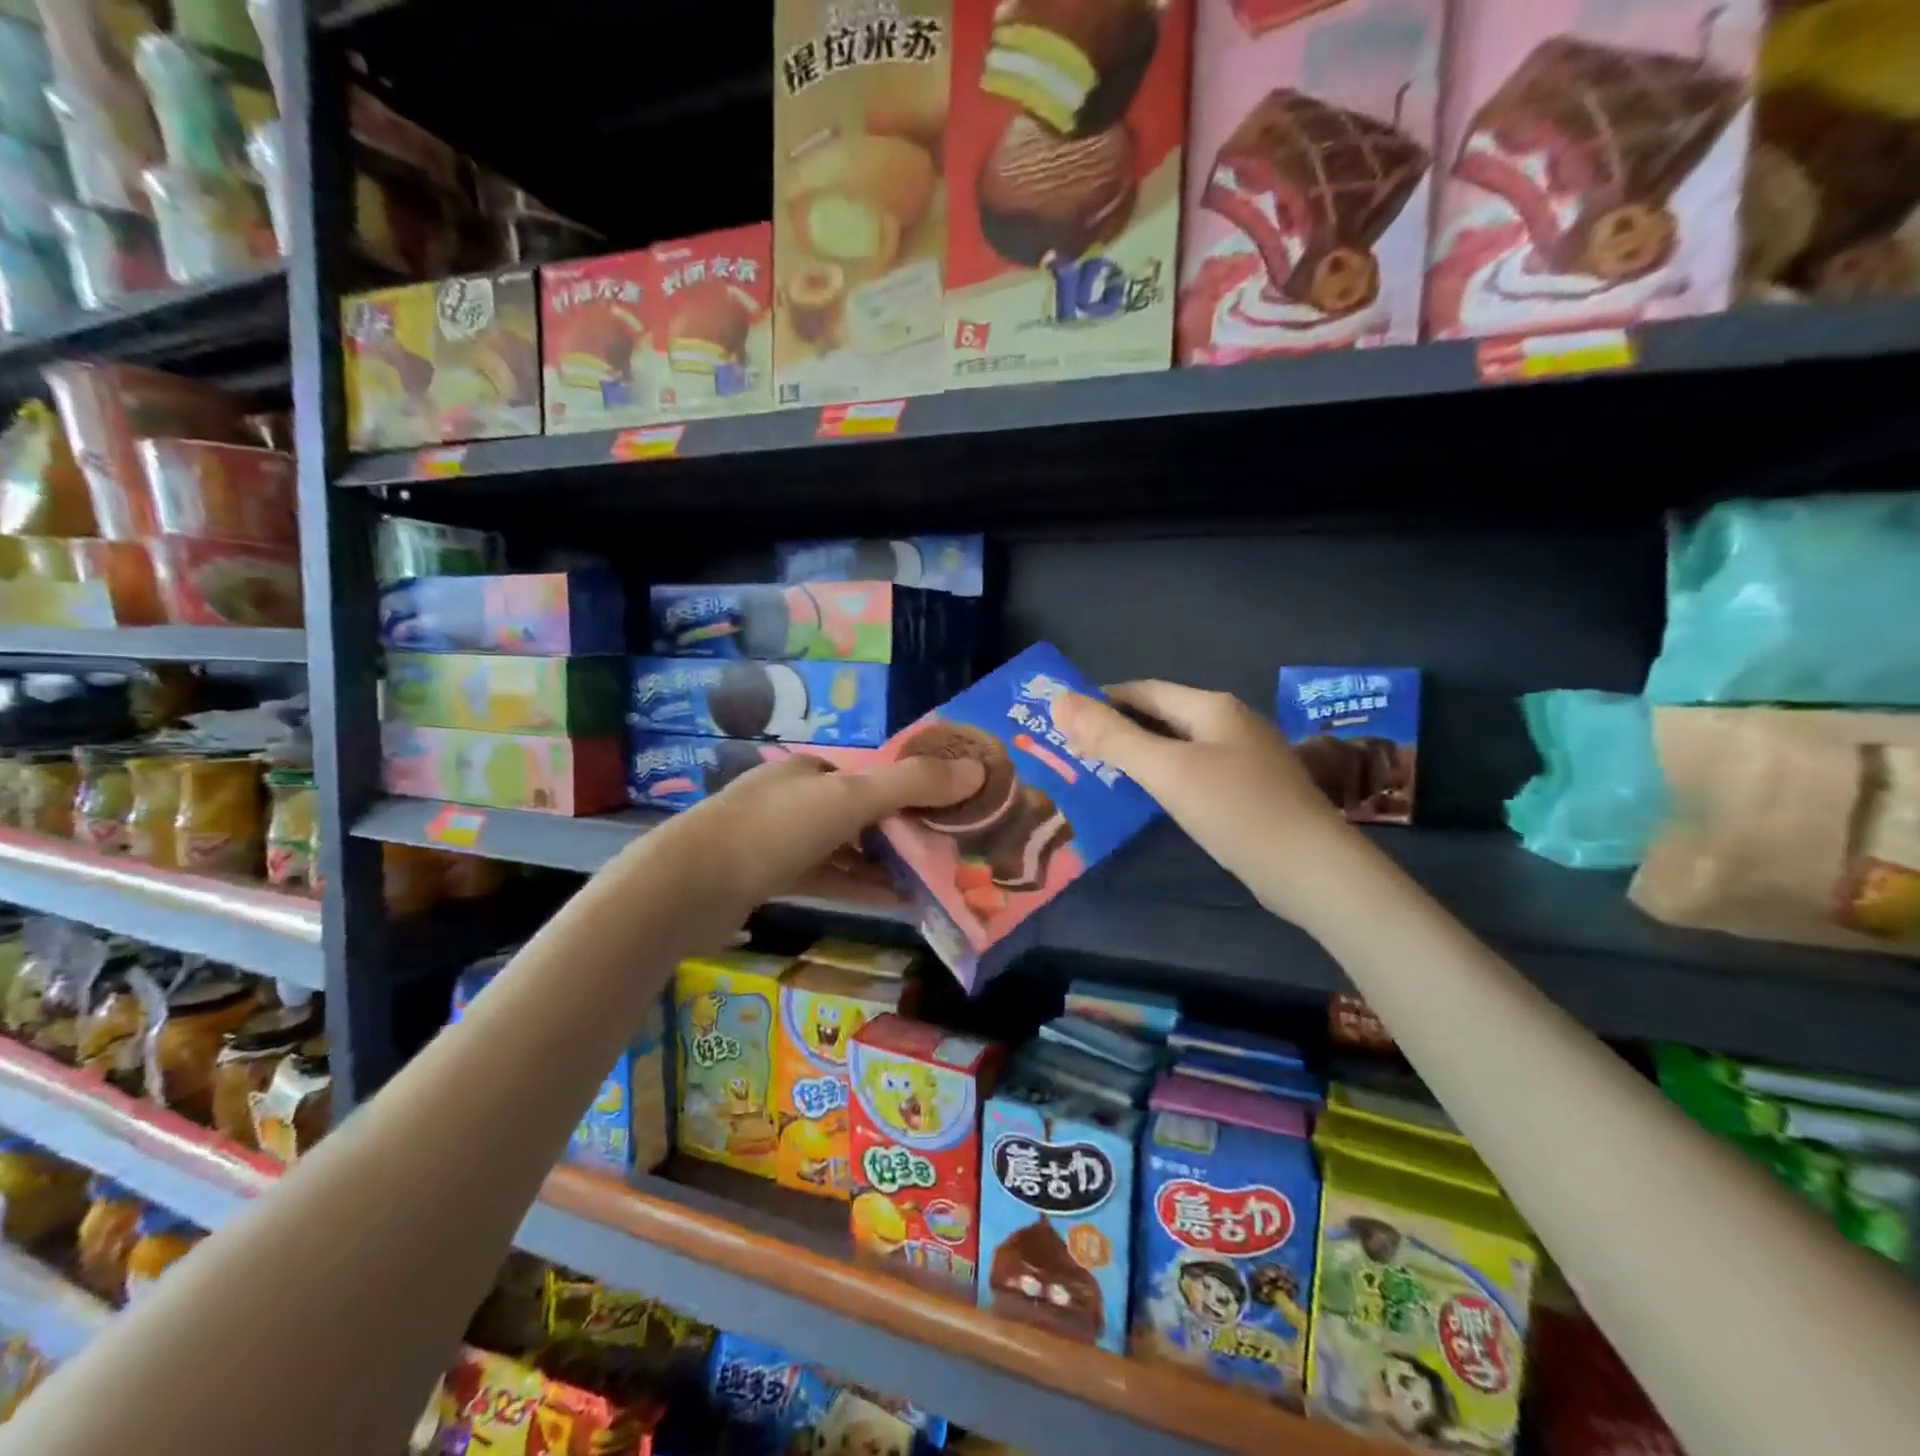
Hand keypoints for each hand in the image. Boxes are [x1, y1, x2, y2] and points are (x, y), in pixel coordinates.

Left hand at [658, 751, 984, 915]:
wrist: (688, 887)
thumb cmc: (775, 830)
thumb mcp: (850, 799)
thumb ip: (913, 784)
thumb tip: (978, 769)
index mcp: (811, 770)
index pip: (873, 775)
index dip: (914, 790)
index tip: (951, 813)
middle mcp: (795, 798)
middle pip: (861, 812)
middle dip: (903, 830)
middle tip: (948, 851)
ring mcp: (778, 839)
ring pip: (845, 848)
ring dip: (884, 863)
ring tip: (931, 879)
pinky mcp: (768, 878)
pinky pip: (826, 877)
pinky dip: (858, 886)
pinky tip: (893, 901)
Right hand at [1054, 681, 1357, 925]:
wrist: (1313, 870)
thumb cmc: (1236, 810)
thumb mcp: (1167, 771)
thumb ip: (1113, 737)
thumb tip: (1060, 700)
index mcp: (1211, 707)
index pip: (1144, 690)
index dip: (1101, 699)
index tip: (1062, 718)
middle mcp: (1230, 723)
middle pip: (1161, 716)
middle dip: (1117, 728)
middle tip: (1072, 750)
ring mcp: (1244, 758)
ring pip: (1177, 746)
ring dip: (1138, 754)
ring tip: (1097, 773)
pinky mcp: (1249, 792)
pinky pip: (1194, 772)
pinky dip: (1163, 778)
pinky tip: (1146, 799)